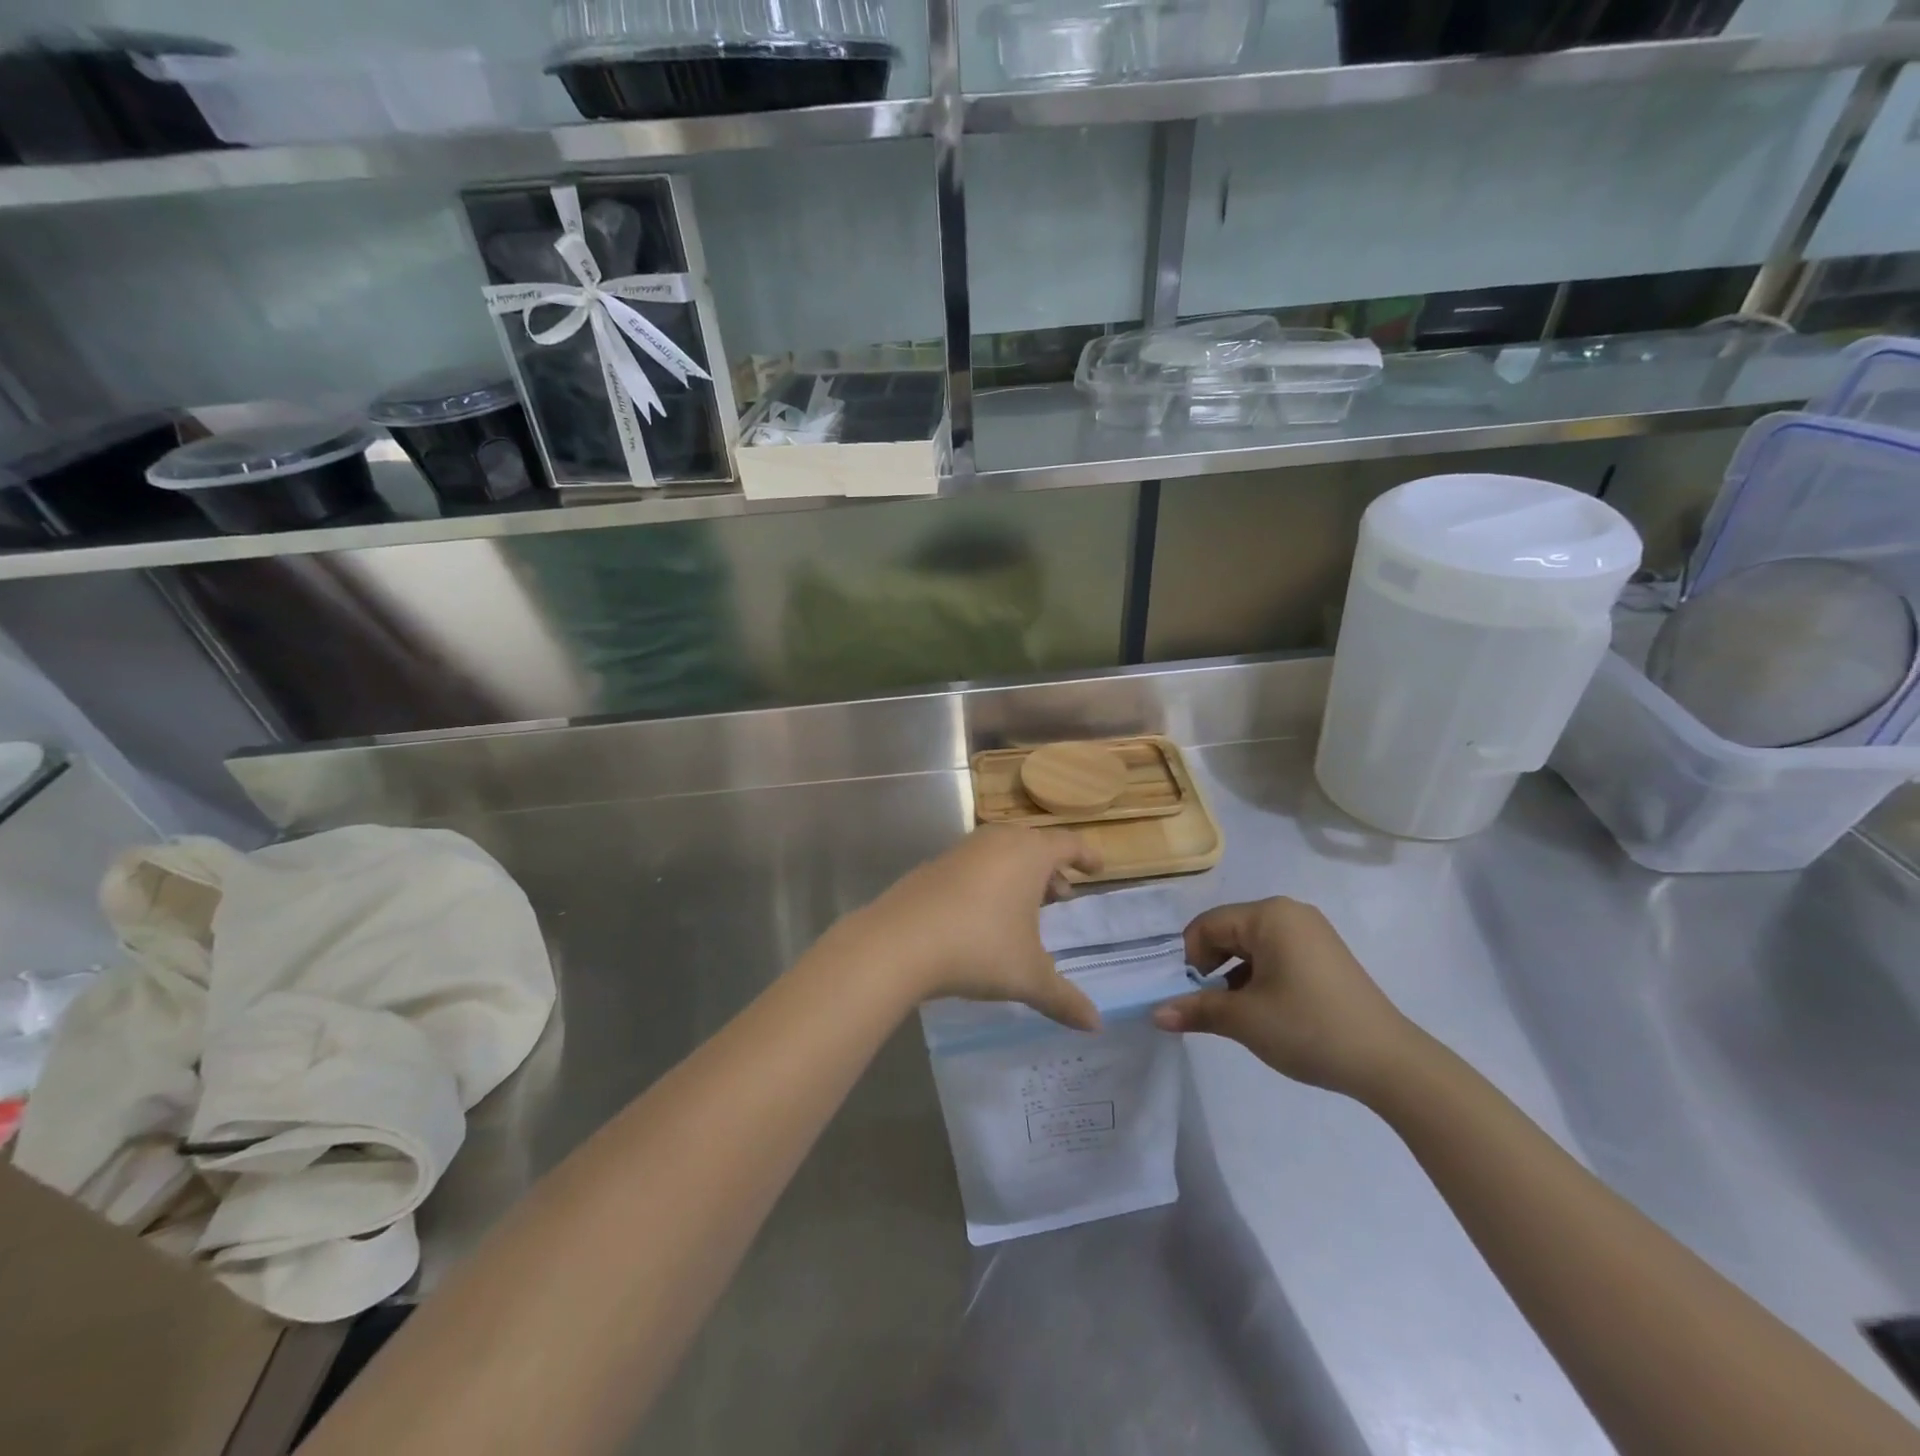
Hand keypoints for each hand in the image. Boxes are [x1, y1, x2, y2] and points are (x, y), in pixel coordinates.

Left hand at [839, 825, 1103, 1030]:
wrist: (900, 941)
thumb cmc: (979, 947)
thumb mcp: (1028, 977)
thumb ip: (1064, 999)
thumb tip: (1096, 1025)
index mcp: (1029, 854)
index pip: (1068, 844)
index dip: (1086, 855)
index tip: (1097, 868)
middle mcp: (997, 842)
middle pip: (1033, 845)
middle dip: (1051, 869)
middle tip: (1061, 896)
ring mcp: (962, 850)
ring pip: (1001, 852)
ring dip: (1018, 874)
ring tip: (1024, 909)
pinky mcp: (934, 865)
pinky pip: (974, 864)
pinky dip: (988, 880)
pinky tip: (982, 914)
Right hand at [1152, 897, 1419, 1100]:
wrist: (1390, 1063)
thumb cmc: (1308, 1028)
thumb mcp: (1244, 1020)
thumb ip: (1196, 1009)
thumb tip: (1156, 1014)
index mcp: (1269, 915)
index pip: (1207, 926)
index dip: (1189, 960)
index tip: (1189, 996)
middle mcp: (1289, 912)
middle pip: (1229, 931)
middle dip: (1211, 967)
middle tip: (1209, 1006)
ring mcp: (1312, 932)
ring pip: (1251, 945)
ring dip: (1234, 975)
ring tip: (1238, 1013)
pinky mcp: (1325, 954)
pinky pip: (1276, 954)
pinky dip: (1259, 976)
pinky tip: (1265, 1010)